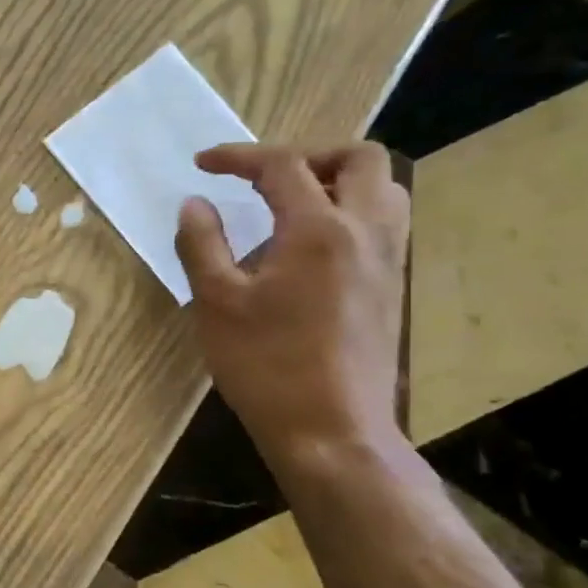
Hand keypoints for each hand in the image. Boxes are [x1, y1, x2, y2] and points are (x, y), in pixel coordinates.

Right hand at [174, 143, 408, 466]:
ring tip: (292, 206)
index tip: (203, 165)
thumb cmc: (266, 365)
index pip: (282, 166)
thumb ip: (202, 245)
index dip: (238, 157)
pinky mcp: (392, 289)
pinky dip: (351, 213)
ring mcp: (387, 261)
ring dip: (339, 181)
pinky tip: (311, 249)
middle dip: (308, 155)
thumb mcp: (217, 304)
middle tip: (265, 179)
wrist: (332, 432)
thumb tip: (195, 204)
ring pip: (384, 190)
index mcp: (319, 229)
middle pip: (360, 159)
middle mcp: (366, 232)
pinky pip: (384, 225)